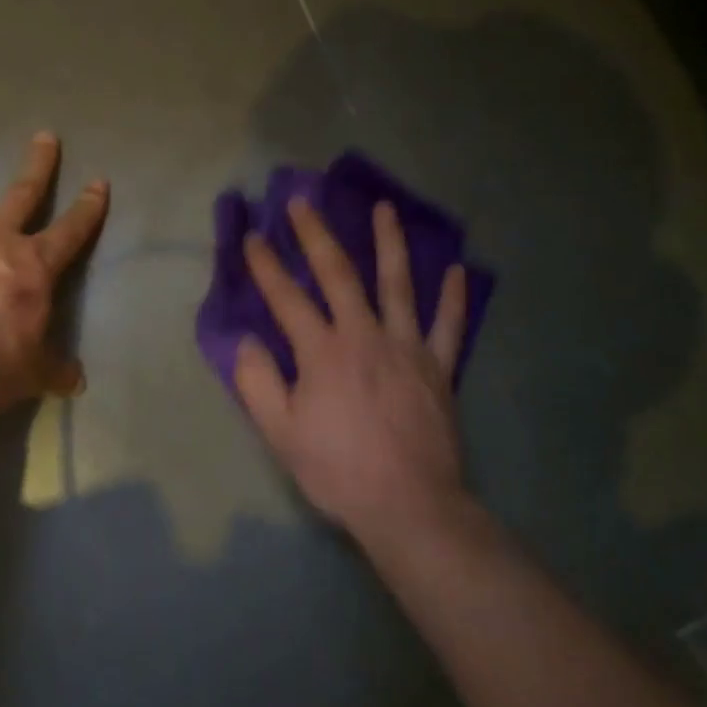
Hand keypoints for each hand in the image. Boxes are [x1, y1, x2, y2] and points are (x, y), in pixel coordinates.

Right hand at [235, 196, 470, 543]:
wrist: (409, 505)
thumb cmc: (338, 470)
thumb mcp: (281, 434)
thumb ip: (258, 383)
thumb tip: (247, 340)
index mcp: (322, 352)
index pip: (287, 298)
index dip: (266, 265)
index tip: (253, 236)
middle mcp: (364, 335)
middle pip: (339, 274)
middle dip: (316, 235)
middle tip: (303, 201)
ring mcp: (406, 347)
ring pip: (398, 284)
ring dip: (389, 242)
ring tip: (384, 208)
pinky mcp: (438, 367)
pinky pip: (449, 326)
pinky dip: (454, 297)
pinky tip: (458, 270)